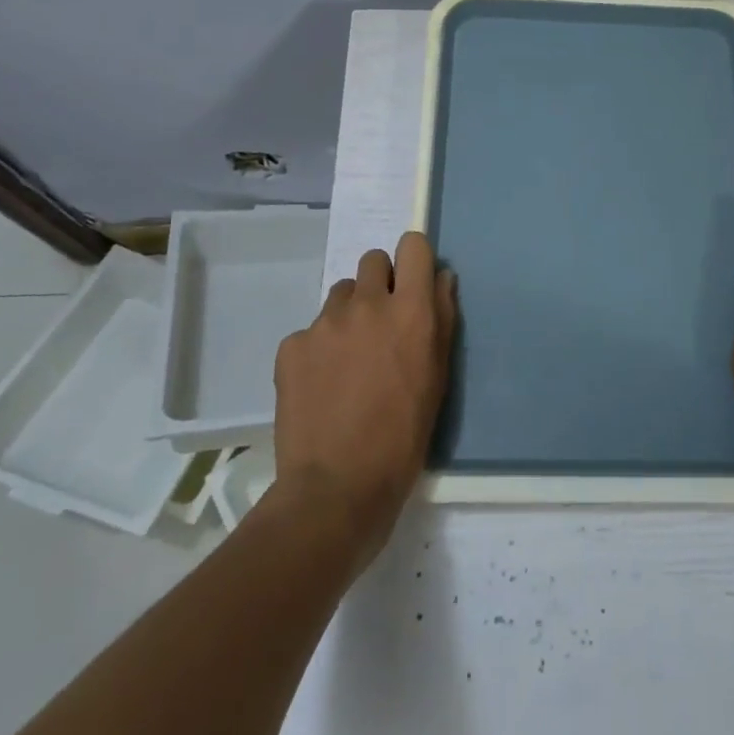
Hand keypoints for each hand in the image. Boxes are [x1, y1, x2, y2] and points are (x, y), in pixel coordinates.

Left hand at [271, 232, 454, 570]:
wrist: (336, 488)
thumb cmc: (403, 436)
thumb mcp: (438, 377)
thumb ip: (442, 318)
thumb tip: (441, 277)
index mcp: (409, 310)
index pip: (413, 246)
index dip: (414, 258)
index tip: (412, 279)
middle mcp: (367, 304)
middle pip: (373, 261)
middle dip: (380, 283)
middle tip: (380, 325)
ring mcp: (324, 323)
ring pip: (340, 294)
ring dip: (349, 314)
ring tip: (349, 360)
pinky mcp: (292, 346)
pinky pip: (310, 331)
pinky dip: (318, 349)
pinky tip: (322, 385)